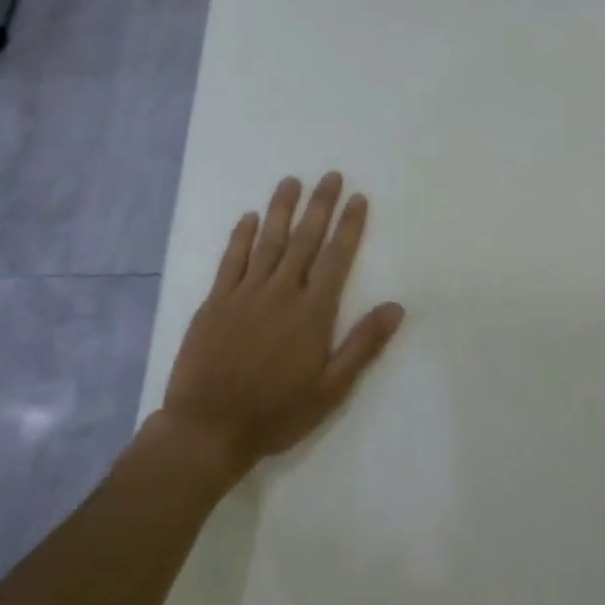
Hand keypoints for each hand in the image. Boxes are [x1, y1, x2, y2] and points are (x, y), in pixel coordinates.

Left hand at [154, 173, 404, 481]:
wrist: (208, 428)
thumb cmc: (276, 412)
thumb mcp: (331, 389)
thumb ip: (363, 344)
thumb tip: (396, 306)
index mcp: (312, 311)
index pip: (337, 257)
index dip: (349, 225)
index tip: (357, 198)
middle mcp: (281, 292)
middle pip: (305, 239)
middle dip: (320, 205)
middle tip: (330, 175)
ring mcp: (245, 293)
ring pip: (268, 241)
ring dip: (281, 209)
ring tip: (291, 181)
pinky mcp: (215, 301)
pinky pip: (231, 260)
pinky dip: (240, 236)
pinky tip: (249, 217)